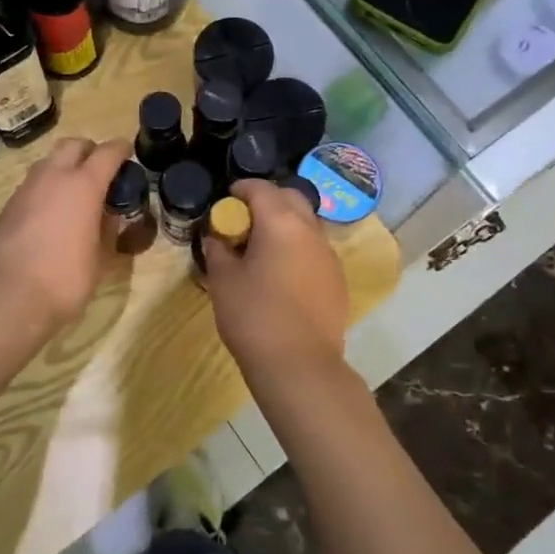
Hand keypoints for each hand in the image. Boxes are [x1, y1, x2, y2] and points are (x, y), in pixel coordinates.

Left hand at [0, 137, 129, 331]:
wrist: (12, 296)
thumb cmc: (66, 278)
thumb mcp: (102, 257)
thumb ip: (109, 228)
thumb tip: (109, 214)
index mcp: (84, 185)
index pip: (107, 152)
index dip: (121, 150)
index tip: (128, 155)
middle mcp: (54, 177)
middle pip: (73, 144)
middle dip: (89, 150)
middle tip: (100, 171)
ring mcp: (27, 188)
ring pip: (49, 161)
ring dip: (65, 167)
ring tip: (75, 193)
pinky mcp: (9, 205)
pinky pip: (33, 183)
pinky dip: (47, 188)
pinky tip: (51, 213)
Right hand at [204, 180, 348, 379]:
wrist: (300, 365)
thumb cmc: (254, 316)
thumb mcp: (223, 281)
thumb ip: (218, 251)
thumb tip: (217, 239)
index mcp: (280, 223)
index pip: (261, 188)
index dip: (241, 189)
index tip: (226, 200)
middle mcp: (310, 230)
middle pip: (290, 198)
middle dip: (268, 200)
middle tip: (245, 220)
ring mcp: (328, 255)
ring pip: (306, 223)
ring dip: (285, 224)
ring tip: (262, 247)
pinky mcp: (337, 279)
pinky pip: (315, 249)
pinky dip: (298, 248)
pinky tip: (282, 273)